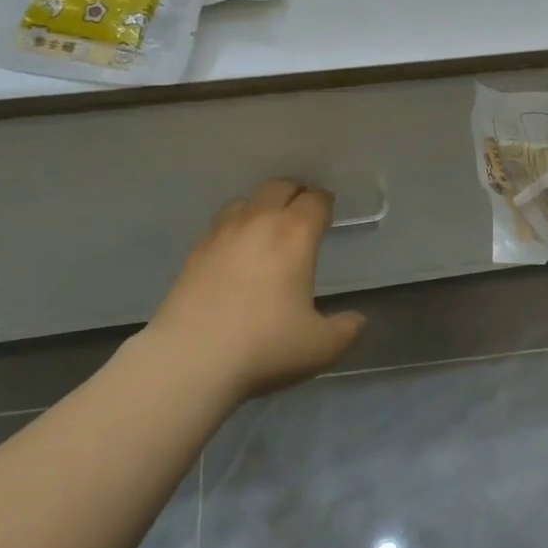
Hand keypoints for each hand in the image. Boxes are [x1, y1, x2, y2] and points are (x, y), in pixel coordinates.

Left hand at [146, 180, 365, 402]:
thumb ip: (346, 330)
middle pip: (279, 187)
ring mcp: (222, 234)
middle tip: (302, 212)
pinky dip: (235, 226)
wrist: (190, 360)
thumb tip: (357, 320)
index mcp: (295, 234)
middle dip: (295, 193)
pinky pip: (221, 223)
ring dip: (262, 205)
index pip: (315, 200)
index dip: (325, 203)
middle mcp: (259, 222)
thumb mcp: (321, 346)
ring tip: (268, 226)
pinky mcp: (195, 252)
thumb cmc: (264, 346)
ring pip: (246, 200)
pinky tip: (236, 251)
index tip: (328, 214)